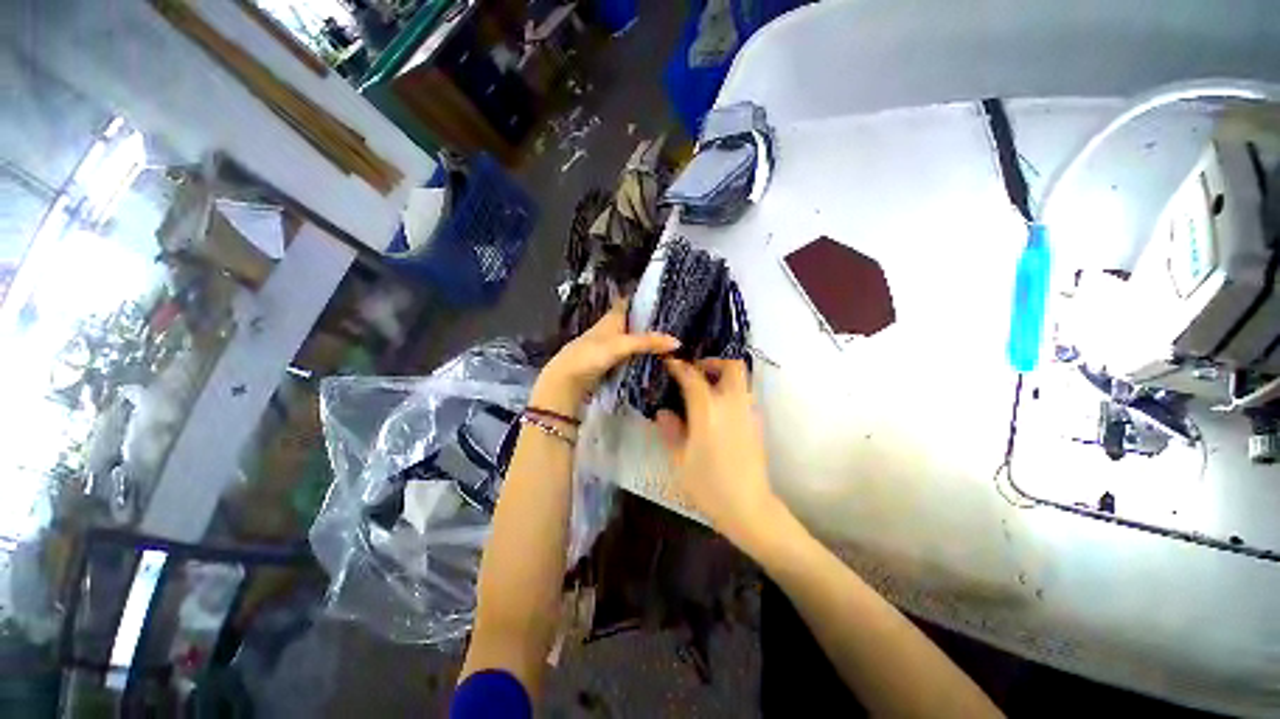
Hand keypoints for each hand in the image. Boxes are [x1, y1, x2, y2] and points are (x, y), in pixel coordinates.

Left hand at [535, 301, 678, 414]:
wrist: (567, 381)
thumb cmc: (591, 355)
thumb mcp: (621, 345)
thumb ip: (647, 342)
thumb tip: (677, 342)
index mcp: (612, 318)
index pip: (629, 301)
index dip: (643, 297)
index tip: (664, 295)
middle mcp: (611, 329)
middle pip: (633, 321)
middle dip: (650, 321)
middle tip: (675, 323)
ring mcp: (609, 346)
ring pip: (632, 338)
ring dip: (646, 339)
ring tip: (670, 341)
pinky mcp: (609, 362)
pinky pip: (629, 354)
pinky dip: (640, 354)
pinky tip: (653, 359)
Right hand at [655, 358, 783, 548]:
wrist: (749, 507)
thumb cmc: (708, 485)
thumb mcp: (680, 460)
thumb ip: (671, 431)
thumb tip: (663, 412)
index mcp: (708, 410)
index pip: (692, 377)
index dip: (679, 367)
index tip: (670, 363)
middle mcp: (732, 404)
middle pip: (732, 366)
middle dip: (714, 363)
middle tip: (697, 372)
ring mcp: (749, 412)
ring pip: (742, 379)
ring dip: (725, 376)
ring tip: (707, 389)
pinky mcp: (758, 423)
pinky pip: (746, 396)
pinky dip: (732, 392)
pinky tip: (719, 411)